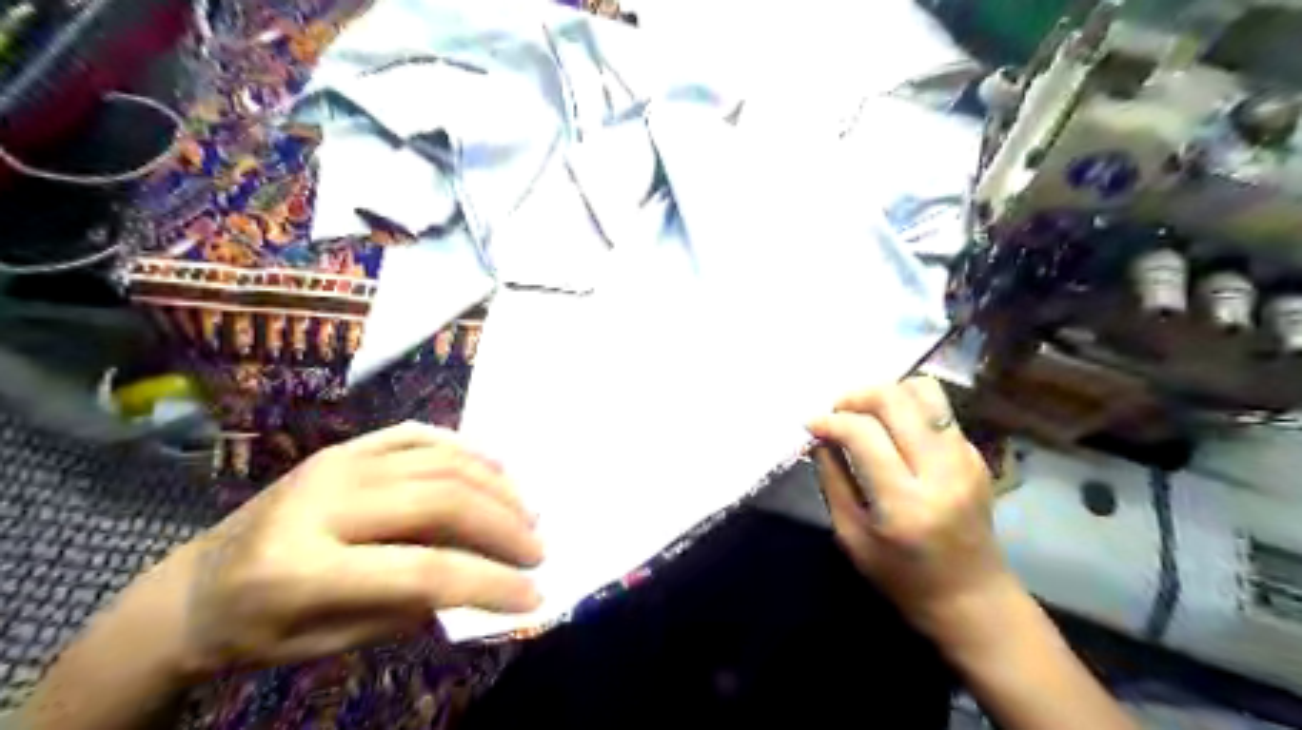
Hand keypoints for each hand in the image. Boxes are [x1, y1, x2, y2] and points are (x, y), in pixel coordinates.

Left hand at [176, 424, 539, 674]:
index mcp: (302, 568)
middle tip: (537, 548)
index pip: (422, 570)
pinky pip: (419, 435)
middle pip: (441, 500)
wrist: (195, 586)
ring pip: (440, 460)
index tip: (533, 596)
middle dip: (503, 525)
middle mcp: (323, 500)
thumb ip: (411, 607)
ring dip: (496, 485)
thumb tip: (486, 578)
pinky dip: (466, 449)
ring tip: (527, 512)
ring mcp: (336, 463)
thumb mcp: (331, 642)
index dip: (488, 582)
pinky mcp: (345, 447)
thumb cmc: (259, 629)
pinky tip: (495, 468)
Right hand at [812, 379, 1011, 640]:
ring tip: (866, 415)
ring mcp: (965, 459)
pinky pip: (937, 411)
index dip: (831, 421)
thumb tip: (820, 438)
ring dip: (886, 395)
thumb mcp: (852, 537)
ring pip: (924, 391)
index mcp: (904, 502)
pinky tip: (893, 435)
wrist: (973, 599)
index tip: (812, 425)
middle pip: (897, 399)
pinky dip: (908, 411)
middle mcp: (940, 471)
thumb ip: (832, 481)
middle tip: (837, 413)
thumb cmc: (903, 578)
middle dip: (857, 396)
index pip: (864, 434)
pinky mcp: (976, 455)